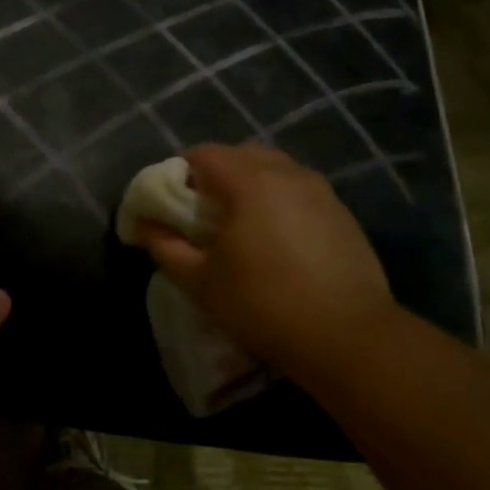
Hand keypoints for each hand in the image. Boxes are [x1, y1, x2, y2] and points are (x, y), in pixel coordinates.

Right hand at [138, 143, 399, 382]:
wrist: (347, 336)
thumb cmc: (261, 304)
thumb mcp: (199, 281)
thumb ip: (164, 246)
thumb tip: (141, 225)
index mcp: (249, 182)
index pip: (203, 153)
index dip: (179, 173)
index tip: (171, 205)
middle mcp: (287, 174)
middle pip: (240, 154)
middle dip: (215, 175)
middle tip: (201, 214)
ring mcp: (321, 192)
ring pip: (274, 170)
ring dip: (249, 185)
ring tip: (238, 226)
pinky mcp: (342, 214)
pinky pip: (299, 191)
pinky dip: (278, 202)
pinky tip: (275, 241)